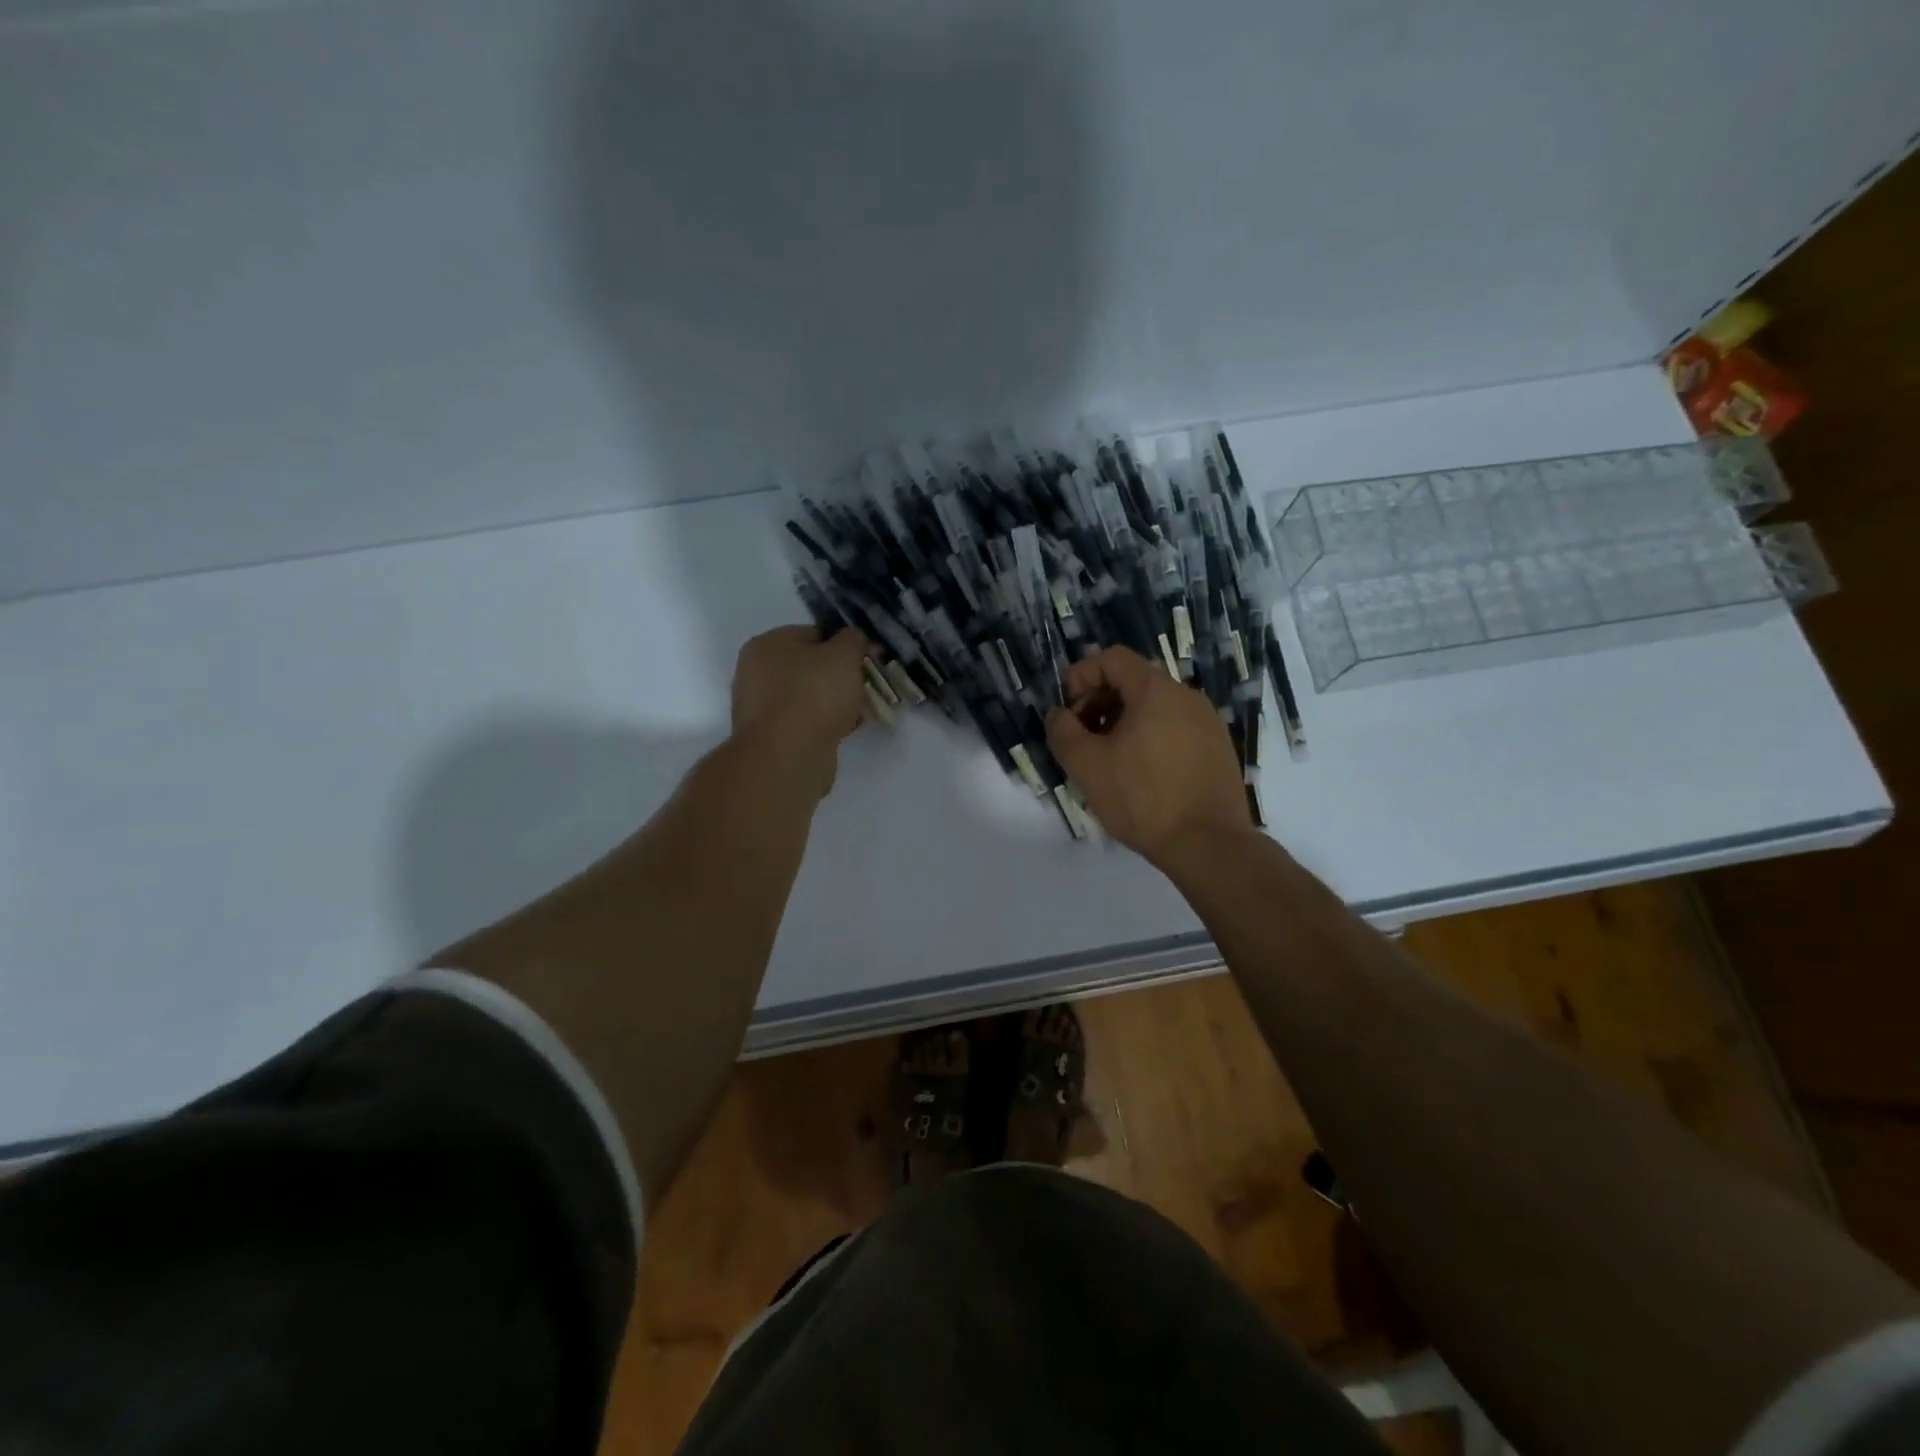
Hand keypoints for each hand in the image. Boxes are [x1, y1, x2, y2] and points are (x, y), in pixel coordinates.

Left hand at [730, 626, 869, 788]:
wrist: (788, 756)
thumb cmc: (814, 695)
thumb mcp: (844, 655)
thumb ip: (853, 639)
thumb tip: (852, 639)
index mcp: (767, 644)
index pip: (814, 634)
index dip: (844, 646)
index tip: (866, 662)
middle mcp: (756, 672)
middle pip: (810, 667)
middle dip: (840, 678)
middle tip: (863, 688)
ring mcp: (760, 707)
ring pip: (808, 697)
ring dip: (833, 703)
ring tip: (857, 713)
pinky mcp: (769, 737)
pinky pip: (803, 722)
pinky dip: (822, 725)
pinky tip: (842, 731)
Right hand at [1045, 646, 1252, 863]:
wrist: (1208, 844)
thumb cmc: (1142, 798)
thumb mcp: (1087, 765)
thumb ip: (1063, 731)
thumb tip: (1058, 715)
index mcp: (1156, 690)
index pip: (1112, 659)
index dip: (1081, 676)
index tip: (1065, 709)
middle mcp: (1187, 697)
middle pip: (1133, 682)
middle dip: (1098, 703)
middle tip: (1080, 738)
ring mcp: (1208, 723)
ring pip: (1154, 708)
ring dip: (1121, 724)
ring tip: (1106, 760)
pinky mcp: (1217, 750)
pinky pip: (1174, 729)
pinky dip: (1148, 739)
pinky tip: (1138, 775)